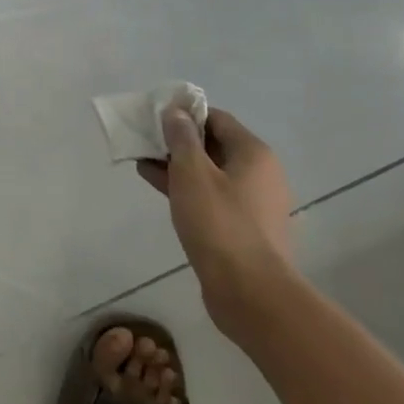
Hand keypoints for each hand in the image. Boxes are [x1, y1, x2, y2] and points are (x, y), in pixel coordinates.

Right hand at [137, 105, 296, 329]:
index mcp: (254, 153)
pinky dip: (188, 190)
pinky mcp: (244, 228)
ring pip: (211, 174)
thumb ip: (182, 139)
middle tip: (144, 142)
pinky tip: (161, 190)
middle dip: (179, 142)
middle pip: (215, 146)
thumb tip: (176, 111)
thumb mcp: (193, 174)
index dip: (186, 114)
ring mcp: (254, 203)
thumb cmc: (220, 224)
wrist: (250, 292)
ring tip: (144, 164)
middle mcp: (260, 173)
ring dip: (179, 167)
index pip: (217, 119)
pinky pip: (213, 198)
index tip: (155, 118)